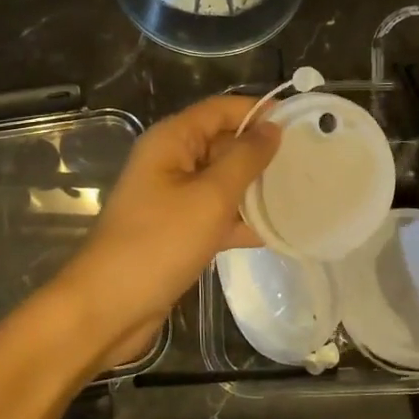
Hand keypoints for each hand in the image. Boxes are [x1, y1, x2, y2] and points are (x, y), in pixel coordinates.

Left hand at [65, 95, 280, 358]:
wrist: (109, 308)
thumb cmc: (159, 242)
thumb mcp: (210, 197)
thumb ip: (245, 159)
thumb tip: (273, 127)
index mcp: (171, 140)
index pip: (220, 109)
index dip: (258, 111)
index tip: (300, 123)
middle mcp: (171, 161)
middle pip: (223, 142)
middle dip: (261, 151)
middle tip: (309, 160)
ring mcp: (174, 197)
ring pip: (223, 180)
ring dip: (256, 187)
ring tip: (303, 192)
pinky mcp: (179, 230)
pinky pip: (217, 213)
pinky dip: (242, 219)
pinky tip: (279, 231)